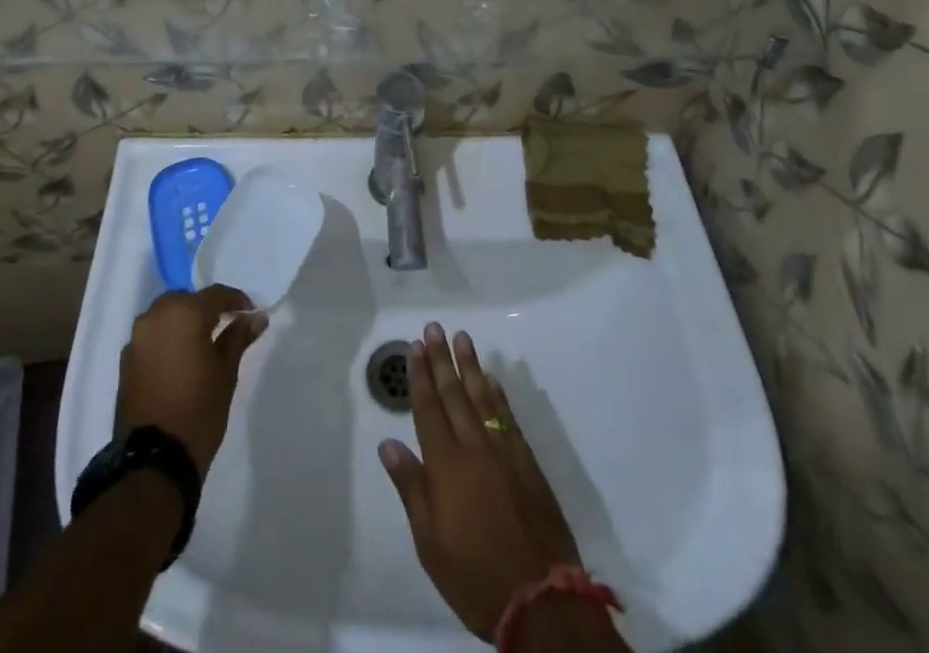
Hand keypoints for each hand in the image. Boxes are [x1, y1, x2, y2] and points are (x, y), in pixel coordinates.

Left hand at [116, 285, 266, 479]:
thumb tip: (255, 318)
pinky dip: (166, 339)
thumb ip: (238, 337)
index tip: (250, 313)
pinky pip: (151, 336)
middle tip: (224, 325)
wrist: (154, 459)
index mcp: (184, 312)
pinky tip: (179, 360)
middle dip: (205, 309)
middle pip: (186, 300)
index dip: (236, 300)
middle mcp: (156, 315)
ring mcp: (137, 338)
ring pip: (165, 316)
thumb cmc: (199, 409)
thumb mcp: (226, 372)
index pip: (216, 294)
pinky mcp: (126, 360)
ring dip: (183, 322)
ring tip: (201, 343)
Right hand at [379, 323, 582, 640]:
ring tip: (462, 338)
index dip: (420, 377)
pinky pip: (508, 418)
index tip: (415, 347)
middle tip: (434, 328)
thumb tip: (388, 444)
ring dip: (470, 366)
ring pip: (483, 398)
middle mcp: (474, 448)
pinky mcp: (527, 463)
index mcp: (446, 466)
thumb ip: (411, 488)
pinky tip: (492, 380)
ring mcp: (504, 452)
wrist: (540, 601)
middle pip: (454, 395)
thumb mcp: (430, 543)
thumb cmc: (475, 576)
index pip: (429, 410)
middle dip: (442, 360)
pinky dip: (498, 395)